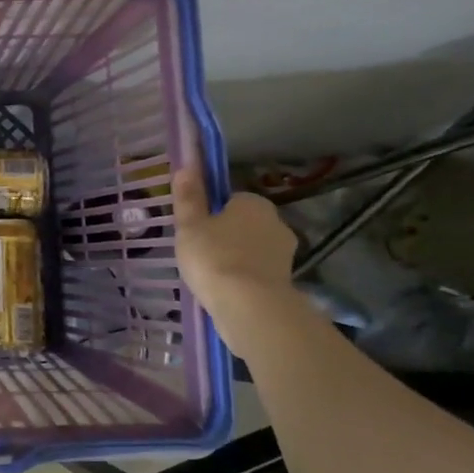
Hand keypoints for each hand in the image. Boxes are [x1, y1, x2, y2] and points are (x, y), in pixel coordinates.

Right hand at [172, 167, 298, 317]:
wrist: (250, 307)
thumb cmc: (214, 257)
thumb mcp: (190, 224)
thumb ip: (188, 196)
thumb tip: (186, 165)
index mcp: (254, 203)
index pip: (230, 200)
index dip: (211, 213)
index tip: (195, 229)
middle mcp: (276, 222)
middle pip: (244, 224)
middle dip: (226, 235)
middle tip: (199, 253)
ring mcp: (285, 253)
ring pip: (252, 249)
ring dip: (236, 258)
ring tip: (210, 276)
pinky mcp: (287, 281)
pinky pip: (258, 273)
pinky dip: (245, 279)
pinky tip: (227, 291)